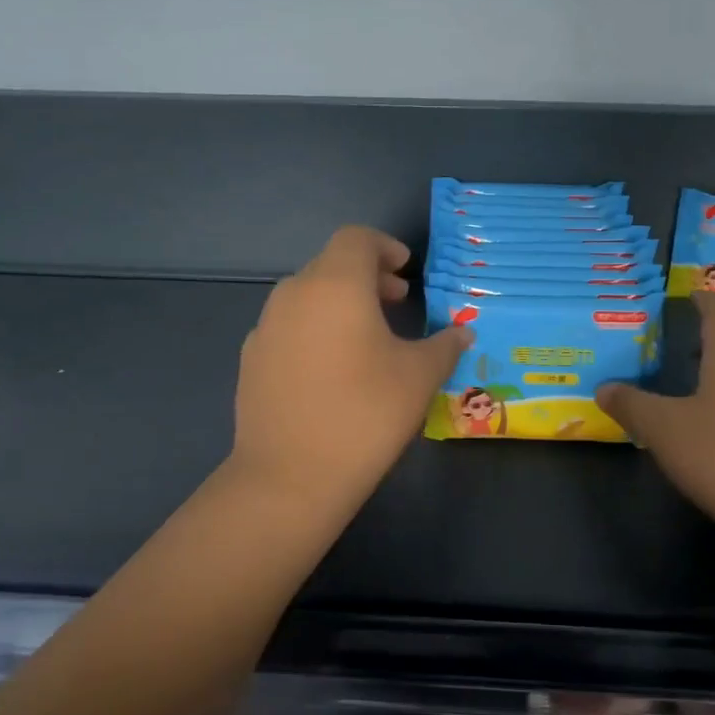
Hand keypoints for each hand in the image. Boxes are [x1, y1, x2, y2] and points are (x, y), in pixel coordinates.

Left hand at [230, 226, 468, 514]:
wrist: (291, 475)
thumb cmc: (366, 413)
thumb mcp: (419, 377)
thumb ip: (444, 345)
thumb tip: (462, 333)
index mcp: (335, 285)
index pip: (356, 239)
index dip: (385, 247)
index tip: (406, 272)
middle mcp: (293, 294)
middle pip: (330, 265)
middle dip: (367, 277)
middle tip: (398, 303)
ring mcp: (266, 327)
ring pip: (307, 296)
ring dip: (339, 303)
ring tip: (368, 338)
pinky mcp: (252, 360)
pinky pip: (289, 327)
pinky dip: (315, 330)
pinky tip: (332, 370)